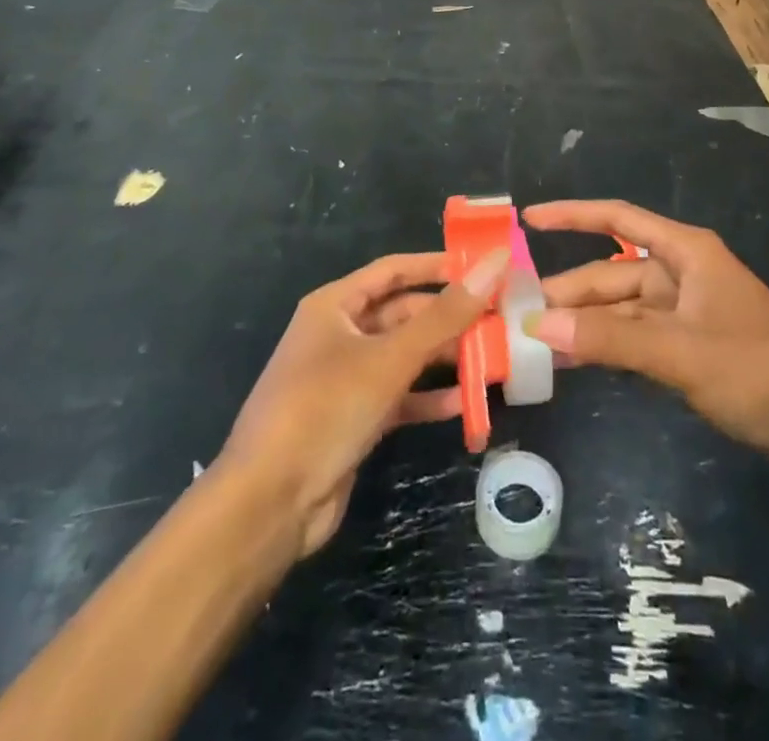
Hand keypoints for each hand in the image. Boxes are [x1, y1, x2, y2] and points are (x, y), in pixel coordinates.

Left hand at [219, 248, 506, 556]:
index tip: (484, 266)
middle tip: (499, 319)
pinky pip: (400, 396)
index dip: (437, 266)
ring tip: (493, 359)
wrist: (269, 504)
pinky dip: (429, 397)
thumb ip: (445, 314)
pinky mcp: (354, 418)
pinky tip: (467, 403)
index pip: (394, 269)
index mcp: (335, 305)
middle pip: (404, 314)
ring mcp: (346, 378)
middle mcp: (340, 334)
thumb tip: (495, 263)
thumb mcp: (389, 358)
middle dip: (449, 318)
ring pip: (405, 356)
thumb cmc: (325, 409)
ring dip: (445, 358)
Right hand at [524, 201, 768, 474]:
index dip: (572, 215)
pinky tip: (577, 360)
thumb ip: (611, 338)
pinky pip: (637, 337)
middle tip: (518, 313)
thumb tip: (540, 325)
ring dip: (585, 323)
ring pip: (622, 310)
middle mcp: (683, 273)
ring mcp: (688, 311)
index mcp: (686, 253)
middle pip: (613, 273)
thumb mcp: (681, 352)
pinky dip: (608, 346)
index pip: (618, 220)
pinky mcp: (692, 346)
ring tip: (537, 341)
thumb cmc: (759, 370)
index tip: (528, 219)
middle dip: (569, 290)